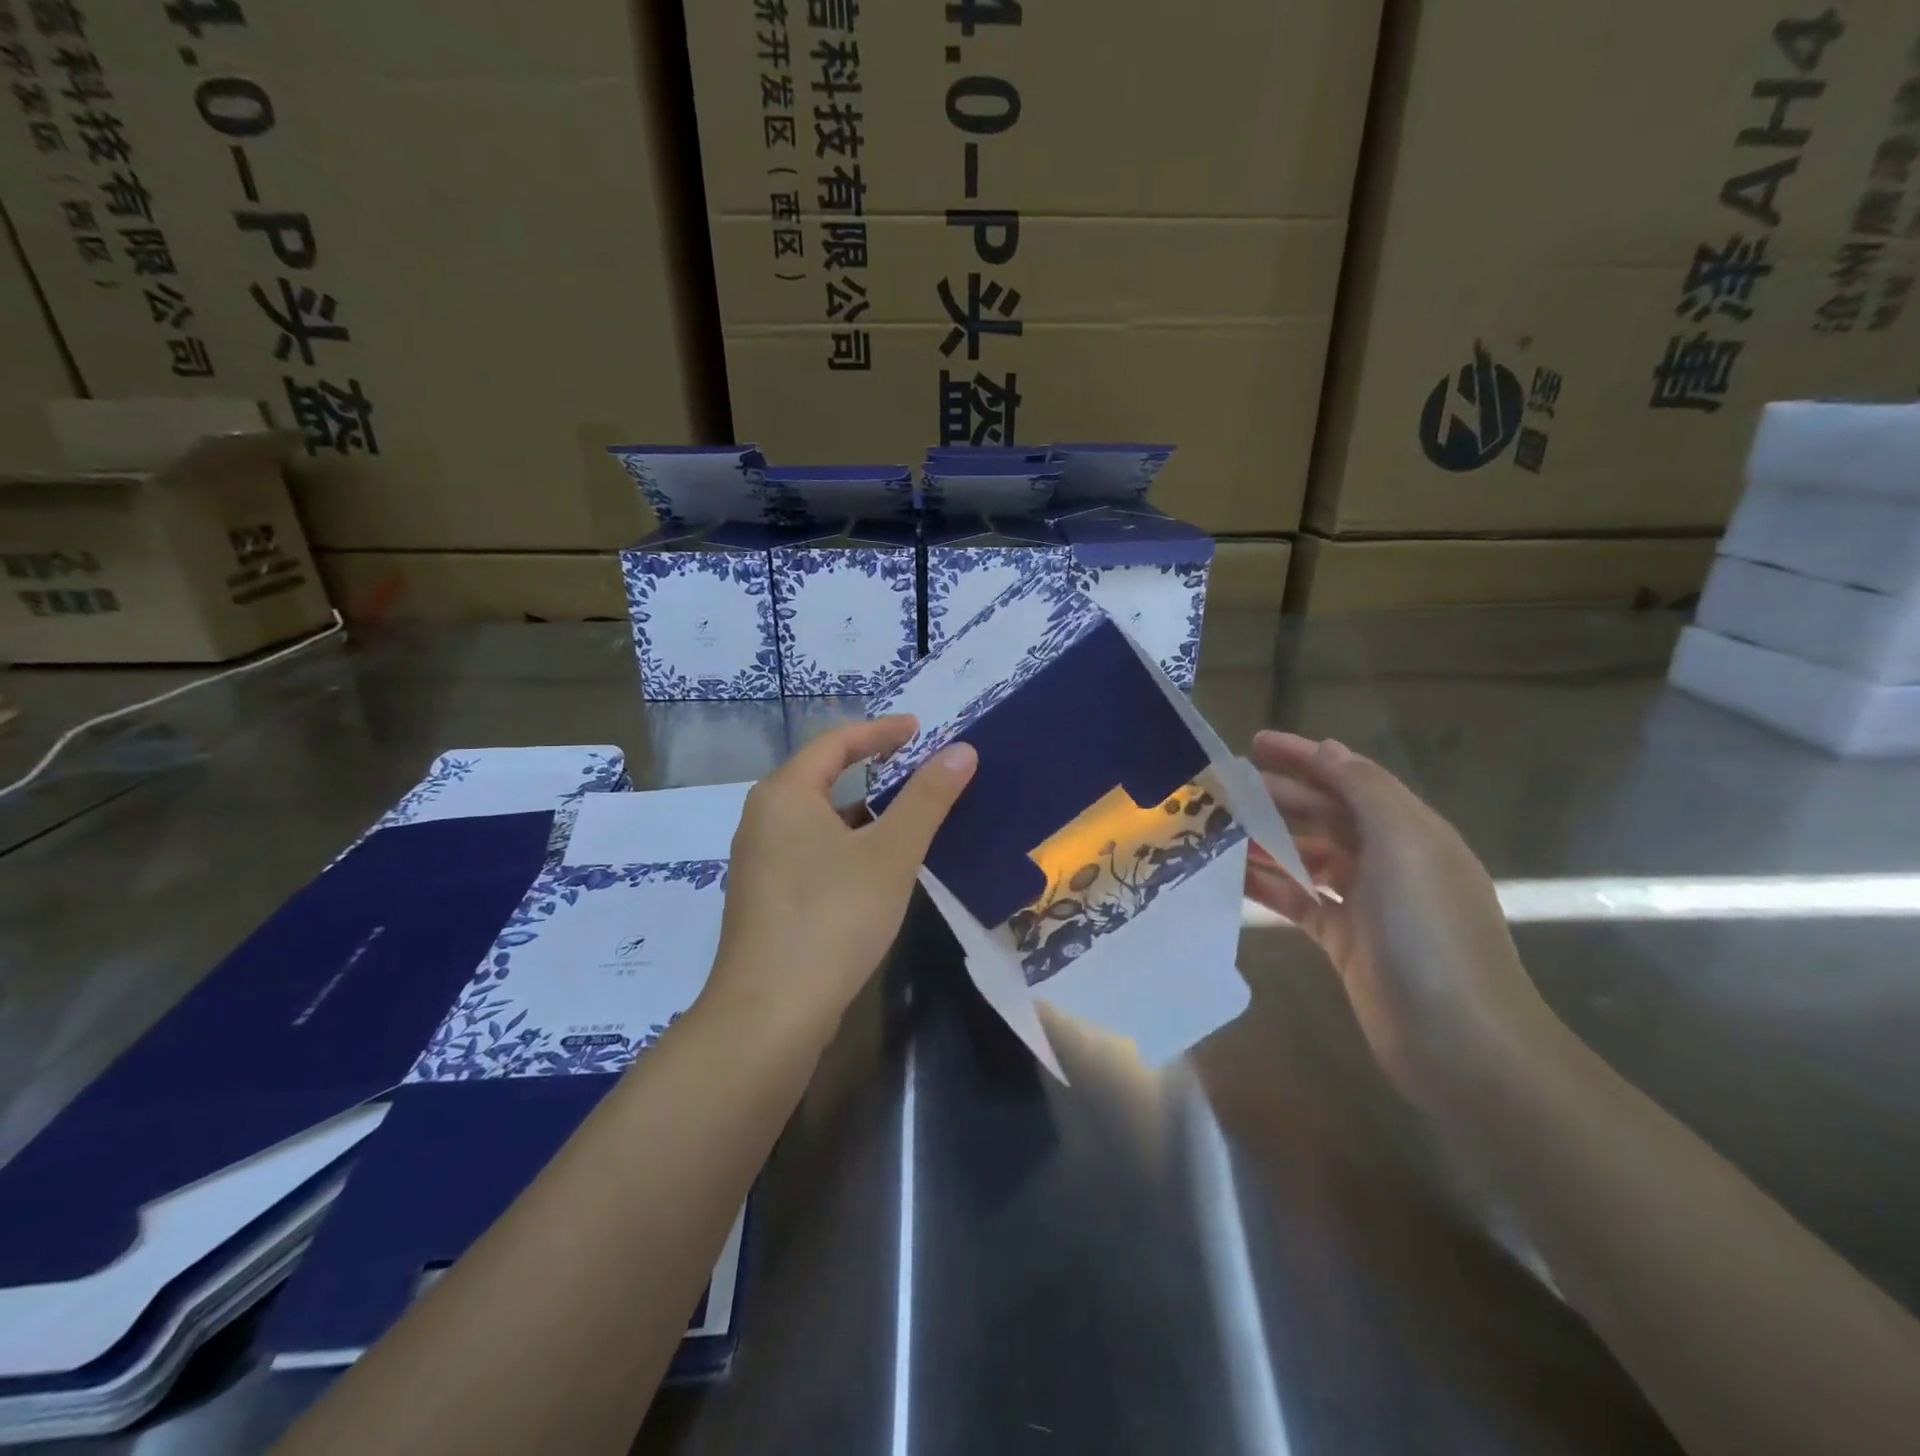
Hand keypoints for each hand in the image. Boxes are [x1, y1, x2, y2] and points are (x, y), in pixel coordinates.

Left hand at [706, 716, 976, 1047]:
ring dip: (861, 812)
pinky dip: (846, 844)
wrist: (770, 1012)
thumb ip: (927, 798)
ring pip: (818, 819)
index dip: (881, 731)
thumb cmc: (833, 917)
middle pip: (823, 777)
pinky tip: (876, 869)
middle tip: (917, 770)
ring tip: (907, 819)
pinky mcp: (765, 897)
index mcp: (785, 794)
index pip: (836, 743)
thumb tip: (962, 750)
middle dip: (872, 770)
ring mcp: (758, 860)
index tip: (919, 729)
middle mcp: (763, 818)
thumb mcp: (891, 853)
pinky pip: (811, 850)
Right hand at [1244, 732, 1561, 1110]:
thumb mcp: (1404, 846)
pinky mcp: (1344, 941)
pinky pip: (1298, 900)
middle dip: (1277, 796)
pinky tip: (1231, 877)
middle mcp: (1389, 860)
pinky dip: (1268, 885)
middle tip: (1222, 787)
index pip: (1350, 778)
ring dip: (1266, 839)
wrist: (1458, 1040)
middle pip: (1325, 815)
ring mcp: (1366, 903)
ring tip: (1216, 828)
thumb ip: (1365, 791)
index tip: (1254, 743)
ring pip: (1307, 856)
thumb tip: (1330, 750)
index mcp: (1409, 831)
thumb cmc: (1429, 932)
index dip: (1305, 757)